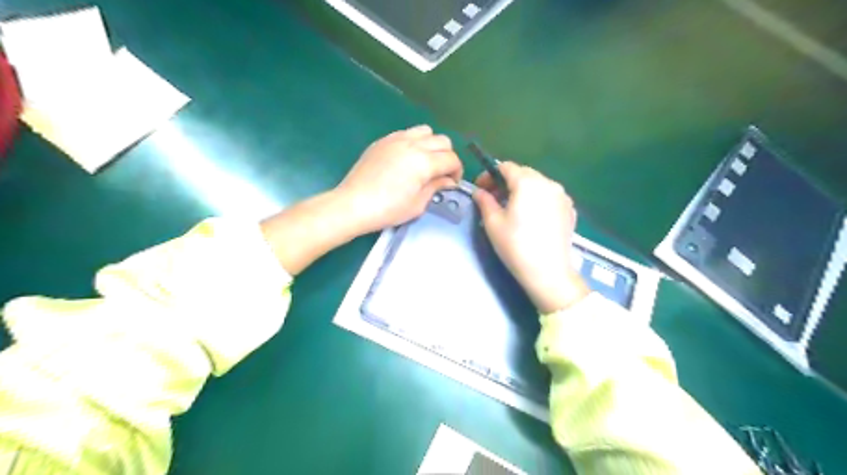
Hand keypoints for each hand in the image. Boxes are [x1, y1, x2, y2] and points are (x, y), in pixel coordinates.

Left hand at [335, 125, 461, 232]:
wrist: (353, 204)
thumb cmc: (388, 210)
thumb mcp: (418, 204)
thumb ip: (436, 187)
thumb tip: (448, 181)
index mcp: (424, 162)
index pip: (452, 159)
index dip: (457, 172)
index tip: (451, 183)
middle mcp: (413, 144)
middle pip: (443, 141)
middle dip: (447, 157)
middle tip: (441, 173)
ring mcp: (396, 139)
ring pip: (425, 131)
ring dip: (432, 144)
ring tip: (425, 161)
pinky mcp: (383, 141)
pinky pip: (406, 133)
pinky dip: (414, 141)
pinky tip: (407, 158)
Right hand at [476, 161, 589, 312]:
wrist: (548, 272)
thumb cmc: (516, 245)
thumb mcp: (493, 223)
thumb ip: (484, 201)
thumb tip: (479, 192)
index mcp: (527, 182)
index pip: (506, 167)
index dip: (490, 175)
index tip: (481, 188)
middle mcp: (548, 183)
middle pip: (523, 174)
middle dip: (505, 182)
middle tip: (493, 199)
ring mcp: (562, 196)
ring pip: (537, 185)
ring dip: (522, 190)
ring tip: (511, 208)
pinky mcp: (570, 210)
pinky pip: (549, 196)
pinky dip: (537, 200)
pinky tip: (530, 217)